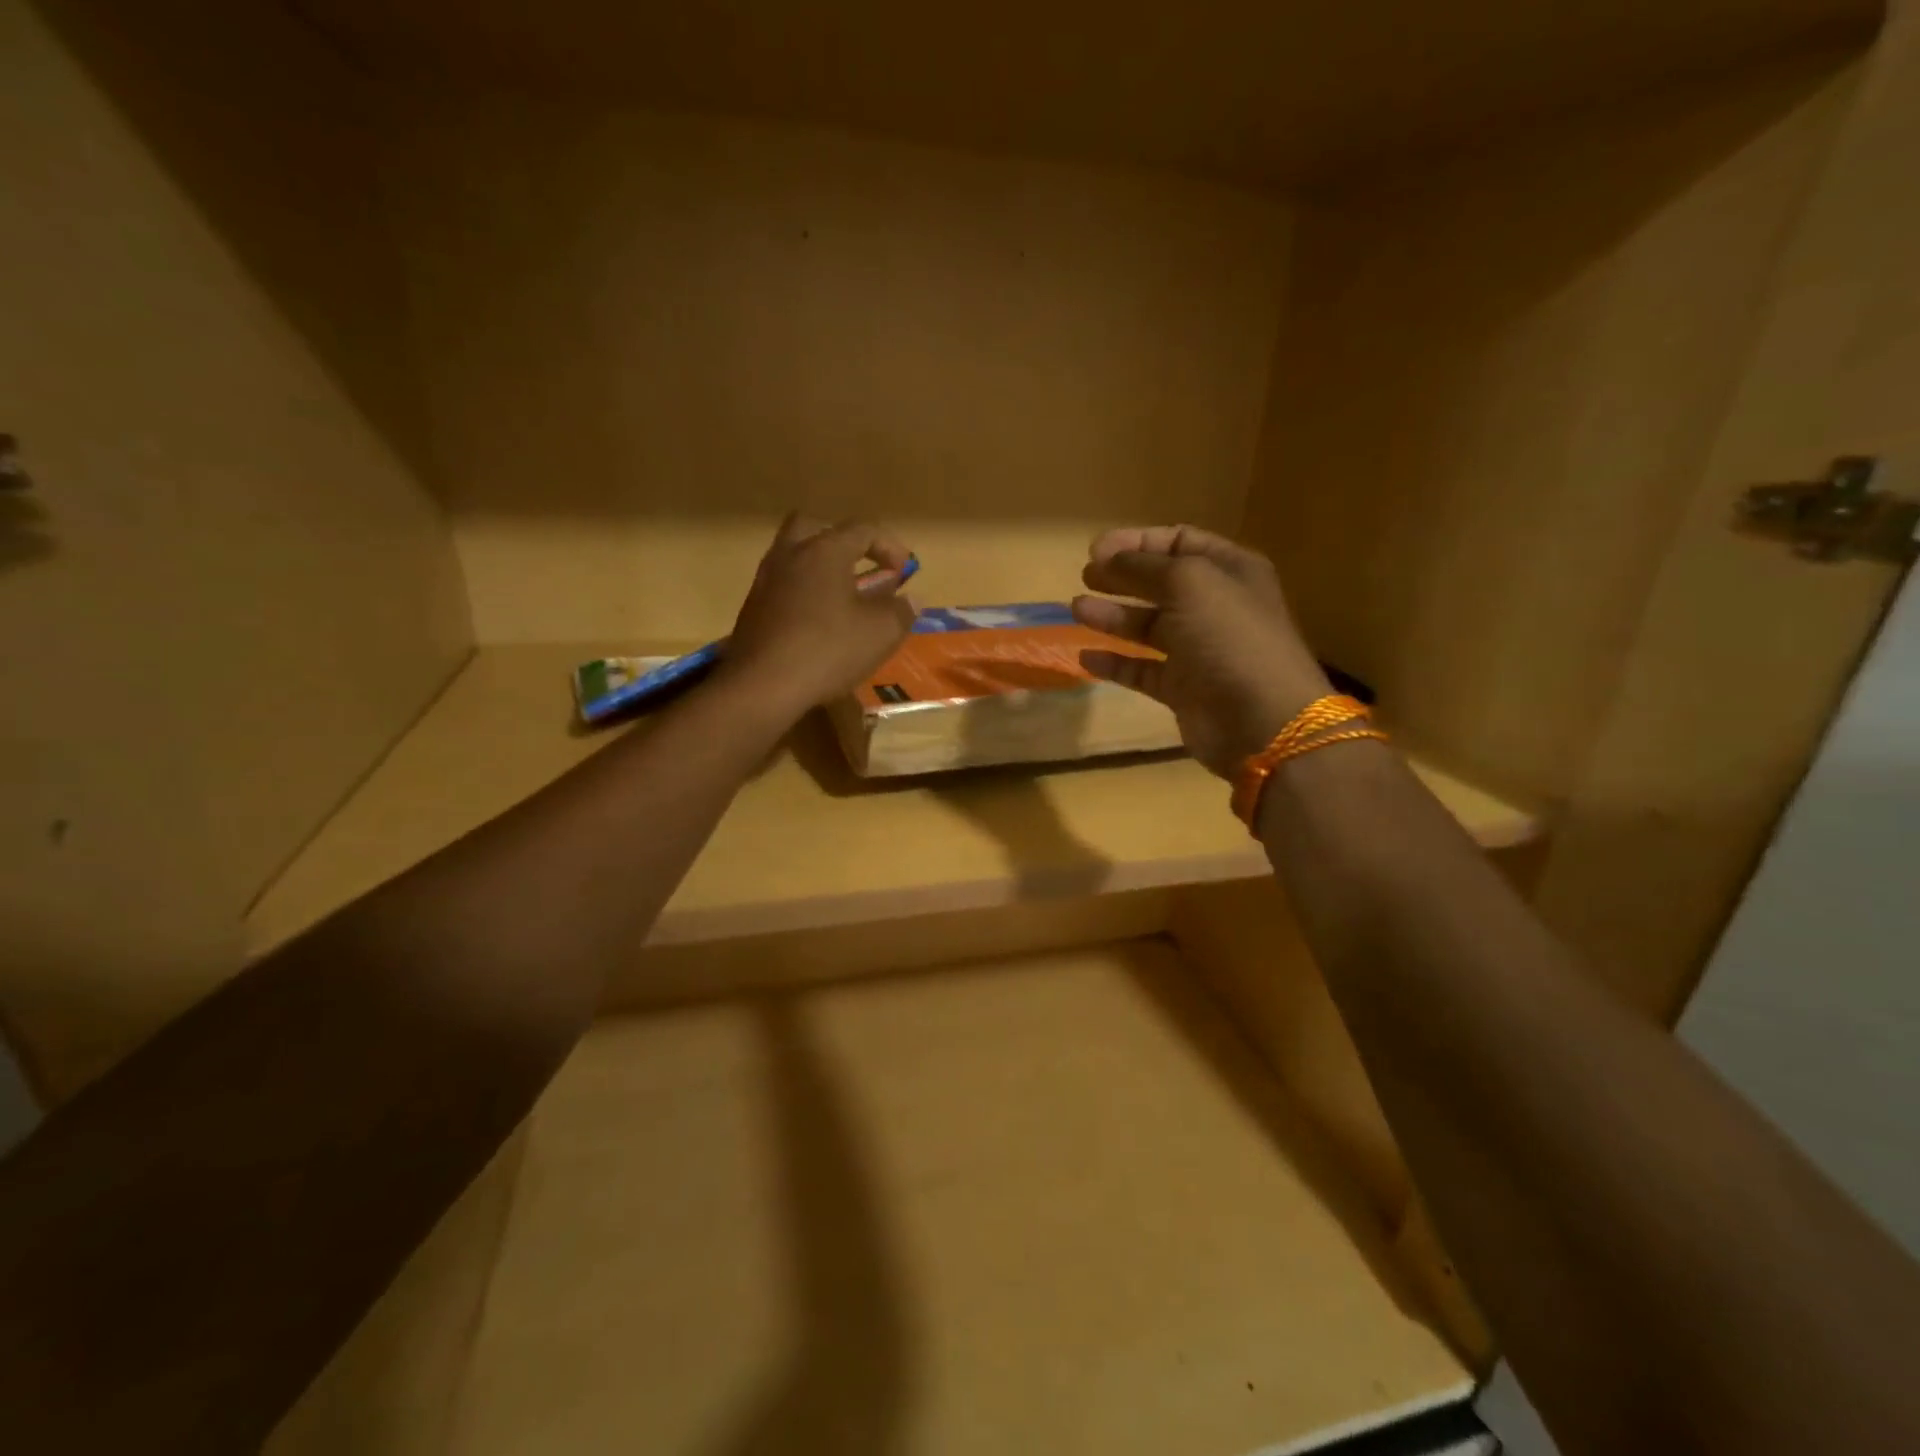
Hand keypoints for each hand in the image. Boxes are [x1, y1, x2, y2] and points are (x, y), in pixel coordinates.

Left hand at [723, 514, 916, 711]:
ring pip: (794, 556)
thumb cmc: (829, 650)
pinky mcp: (753, 609)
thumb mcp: (881, 633)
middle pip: (815, 528)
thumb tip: (911, 599)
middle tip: (861, 565)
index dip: (890, 545)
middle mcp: (790, 555)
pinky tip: (818, 622)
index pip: (862, 529)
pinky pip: (783, 586)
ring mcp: (766, 581)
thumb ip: (901, 611)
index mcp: (824, 550)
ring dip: (820, 569)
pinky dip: (804, 593)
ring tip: (843, 597)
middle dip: (843, 541)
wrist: (762, 686)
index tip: (905, 571)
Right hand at [1072, 525, 1329, 776]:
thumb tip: (1108, 558)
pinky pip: (1141, 670)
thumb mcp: (1189, 583)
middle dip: (1122, 576)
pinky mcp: (1182, 689)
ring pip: (1148, 627)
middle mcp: (1215, 606)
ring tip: (1077, 609)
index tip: (1097, 550)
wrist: (1260, 720)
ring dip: (1113, 616)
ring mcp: (1198, 650)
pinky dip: (1115, 663)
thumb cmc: (1229, 637)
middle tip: (1085, 576)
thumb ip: (1143, 566)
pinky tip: (1086, 657)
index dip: (1138, 542)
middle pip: (1160, 583)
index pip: (1180, 542)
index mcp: (1229, 571)